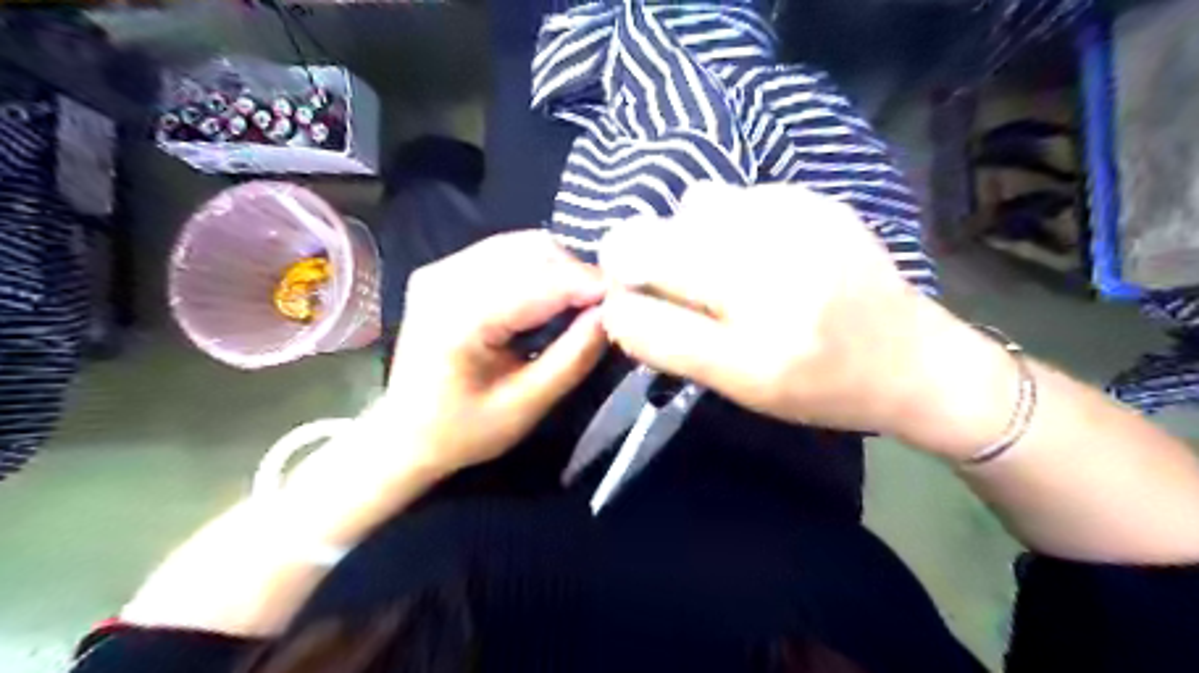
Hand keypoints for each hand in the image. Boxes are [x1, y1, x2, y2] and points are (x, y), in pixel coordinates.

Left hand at [387, 231, 609, 472]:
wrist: (404, 433)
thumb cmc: (463, 431)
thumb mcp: (526, 406)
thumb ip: (573, 358)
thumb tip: (612, 314)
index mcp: (459, 318)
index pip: (539, 282)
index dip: (589, 284)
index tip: (627, 298)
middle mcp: (445, 278)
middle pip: (532, 250)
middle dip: (577, 273)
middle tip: (603, 306)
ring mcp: (441, 268)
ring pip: (522, 244)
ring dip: (560, 268)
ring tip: (580, 302)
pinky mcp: (444, 269)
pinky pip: (505, 251)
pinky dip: (537, 267)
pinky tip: (548, 296)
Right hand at [598, 182, 982, 437]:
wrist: (911, 357)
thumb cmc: (820, 387)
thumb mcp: (741, 387)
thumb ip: (671, 346)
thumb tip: (617, 306)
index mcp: (754, 349)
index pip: (640, 315)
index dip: (618, 303)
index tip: (627, 305)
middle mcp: (771, 278)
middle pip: (650, 240)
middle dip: (637, 259)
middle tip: (667, 282)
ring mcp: (796, 225)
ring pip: (688, 207)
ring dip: (684, 236)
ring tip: (719, 266)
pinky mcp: (813, 199)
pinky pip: (732, 196)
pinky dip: (724, 221)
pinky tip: (756, 249)